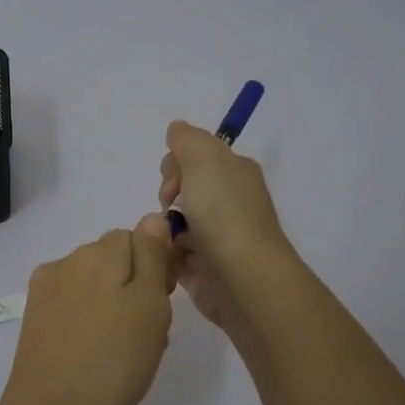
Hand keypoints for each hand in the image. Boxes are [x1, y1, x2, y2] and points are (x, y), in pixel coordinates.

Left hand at [0, 214, 177, 404]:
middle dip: (136, 287)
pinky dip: (93, 323)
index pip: (137, 237)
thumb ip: (152, 256)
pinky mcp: (35, 320)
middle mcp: (66, 262)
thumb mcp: (150, 306)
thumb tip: (152, 218)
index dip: (157, 266)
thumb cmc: (113, 363)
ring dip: (117, 307)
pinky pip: (76, 308)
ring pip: (96, 286)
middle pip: (115, 260)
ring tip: (128, 352)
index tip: (165, 302)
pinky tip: (101, 357)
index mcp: (97, 253)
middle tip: (150, 332)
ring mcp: (46, 292)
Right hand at [158, 120, 289, 326]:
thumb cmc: (223, 211)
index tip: (175, 181)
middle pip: (181, 188)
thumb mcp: (203, 157)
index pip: (196, 157)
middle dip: (167, 197)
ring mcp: (218, 236)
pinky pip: (174, 254)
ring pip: (173, 223)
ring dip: (163, 228)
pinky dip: (167, 255)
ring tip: (168, 241)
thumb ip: (186, 138)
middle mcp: (230, 201)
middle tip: (171, 210)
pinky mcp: (206, 267)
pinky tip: (169, 260)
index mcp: (235, 172)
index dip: (176, 165)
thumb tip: (177, 129)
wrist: (241, 275)